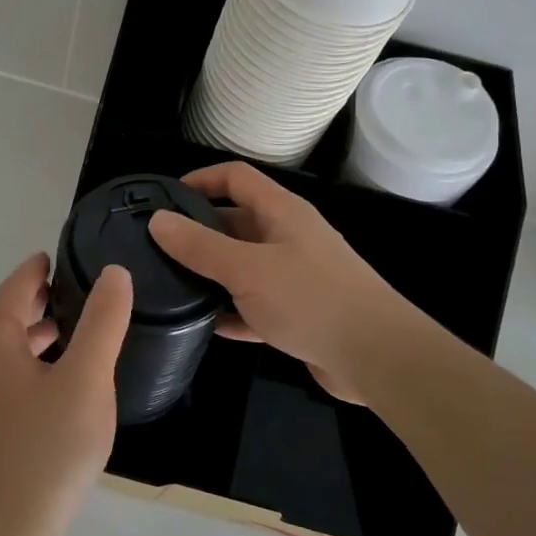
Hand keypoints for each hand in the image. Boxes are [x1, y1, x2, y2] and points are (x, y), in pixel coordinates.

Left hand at [0, 253, 132, 535]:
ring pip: (7, 351)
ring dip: (36, 334)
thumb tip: (114, 273)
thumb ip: (102, 322)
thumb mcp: (86, 377)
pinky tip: (62, 385)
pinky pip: (10, 378)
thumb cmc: (47, 446)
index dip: (37, 269)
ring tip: (74, 332)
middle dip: (37, 300)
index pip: (15, 288)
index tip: (59, 256)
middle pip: (6, 317)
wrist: (5, 533)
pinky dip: (34, 364)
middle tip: (74, 290)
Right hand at [149, 161, 424, 404]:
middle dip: (200, 231)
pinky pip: (256, 304)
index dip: (200, 179)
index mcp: (282, 212)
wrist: (378, 358)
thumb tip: (157, 220)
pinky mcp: (300, 312)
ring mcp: (296, 275)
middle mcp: (289, 237)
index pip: (235, 177)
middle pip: (237, 221)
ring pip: (245, 265)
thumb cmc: (311, 300)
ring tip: (173, 285)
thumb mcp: (247, 269)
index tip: (165, 198)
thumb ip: (200, 246)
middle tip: (159, 249)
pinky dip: (234, 310)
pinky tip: (207, 325)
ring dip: (214, 274)